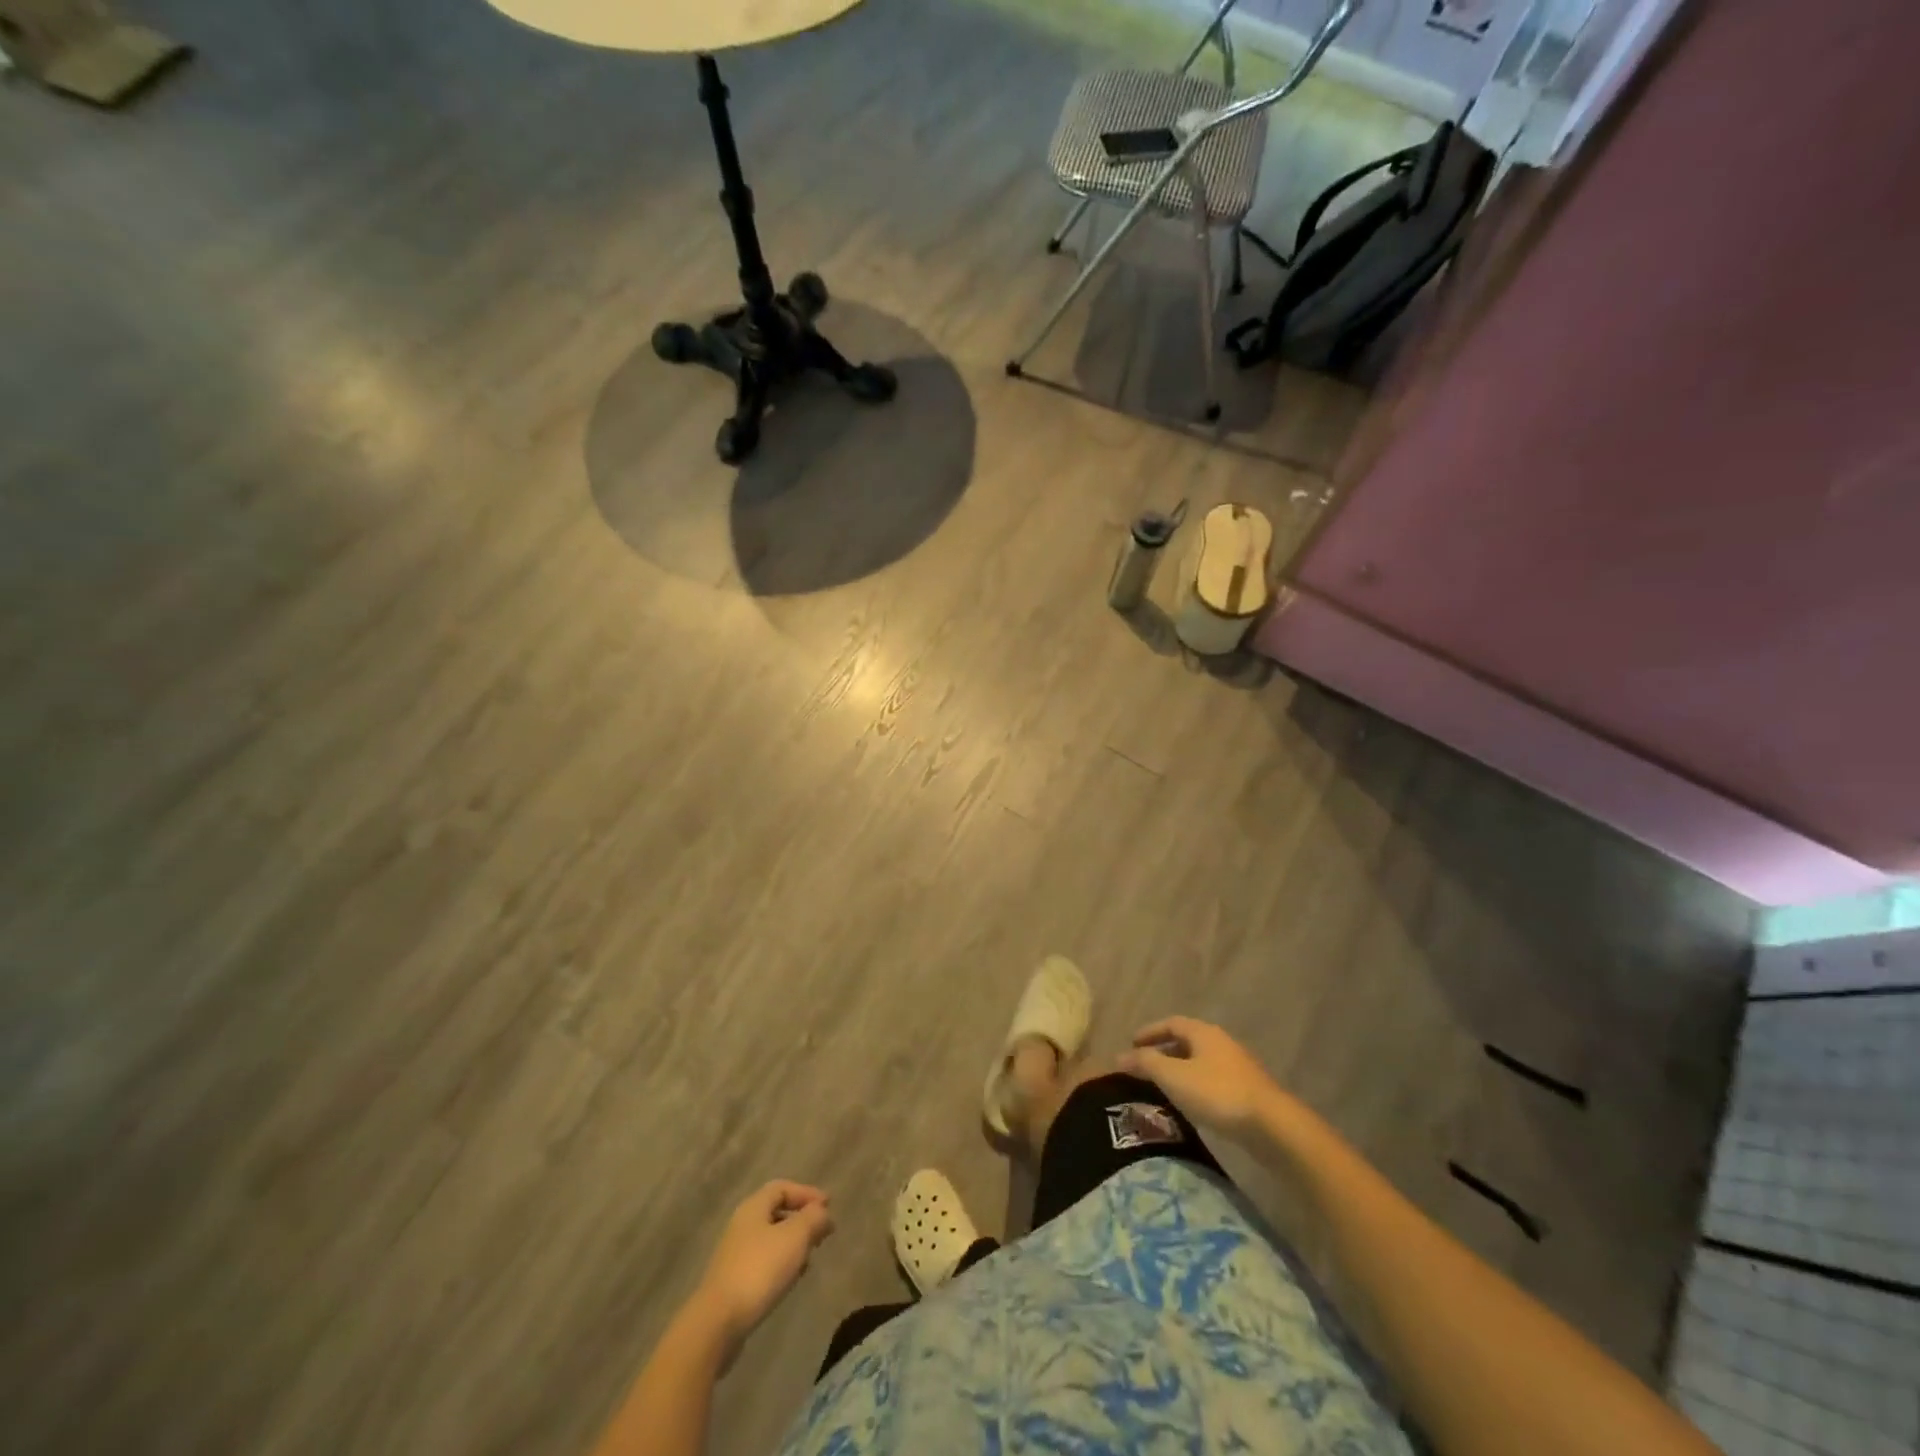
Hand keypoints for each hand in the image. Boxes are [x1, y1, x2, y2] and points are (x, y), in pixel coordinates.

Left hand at [691, 1181, 833, 1355]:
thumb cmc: (760, 1270)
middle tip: (822, 1232)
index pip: (783, 1187)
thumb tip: (823, 1212)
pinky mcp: (734, 1281)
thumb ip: (813, 1218)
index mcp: (754, 1207)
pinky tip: (791, 1279)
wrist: (718, 1322)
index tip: (829, 1206)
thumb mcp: (795, 1237)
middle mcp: (742, 1225)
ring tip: (810, 1257)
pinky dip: (782, 1263)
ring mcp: (736, 1254)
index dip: (807, 1193)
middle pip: (776, 1212)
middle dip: (802, 1219)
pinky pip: (764, 1262)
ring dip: (793, 1243)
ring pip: (771, 1239)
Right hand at [1118, 1016, 1281, 1138]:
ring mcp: (1238, 1067)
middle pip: (1187, 1041)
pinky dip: (1196, 1085)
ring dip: (1180, 1069)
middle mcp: (1221, 1043)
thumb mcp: (1174, 1077)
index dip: (1150, 1031)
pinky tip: (1191, 1104)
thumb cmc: (1217, 1093)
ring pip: (1201, 1062)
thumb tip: (1120, 1056)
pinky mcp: (1248, 1091)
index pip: (1171, 1022)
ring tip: (1164, 1087)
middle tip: (1145, 1066)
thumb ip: (1146, 1063)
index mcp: (1203, 1032)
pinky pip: (1213, 1080)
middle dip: (1164, 1051)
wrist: (1272, 1126)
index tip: (1132, 1043)